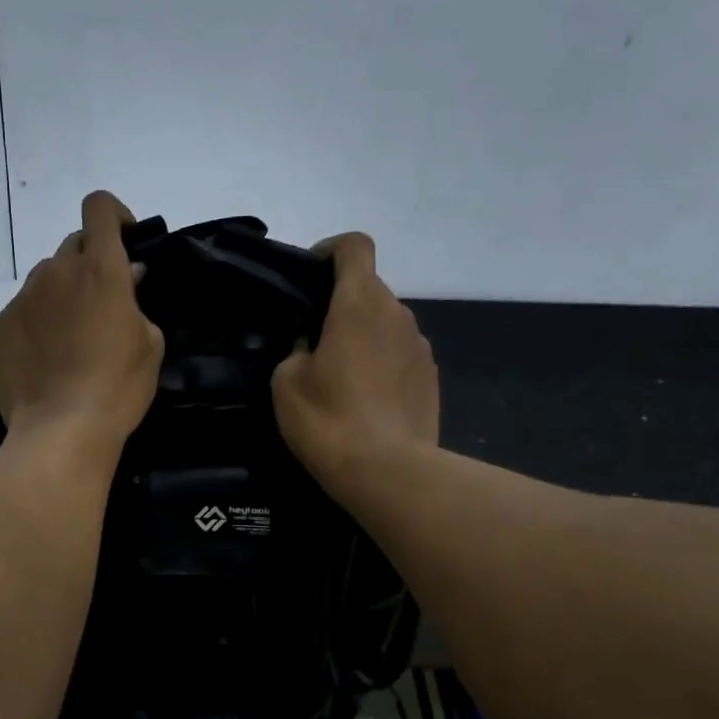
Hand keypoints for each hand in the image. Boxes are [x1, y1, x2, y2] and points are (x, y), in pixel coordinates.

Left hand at [0, 190, 164, 466]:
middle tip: (103, 303)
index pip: (100, 207)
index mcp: (99, 269)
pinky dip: (39, 319)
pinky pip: (25, 308)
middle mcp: (56, 271)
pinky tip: (47, 355)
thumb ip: (138, 303)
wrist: (60, 431)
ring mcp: (24, 298)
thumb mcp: (150, 345)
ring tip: (72, 335)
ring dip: (63, 292)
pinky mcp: (2, 325)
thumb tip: (128, 280)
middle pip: (73, 245)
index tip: (125, 243)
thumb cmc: (117, 388)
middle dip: (90, 263)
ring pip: (47, 278)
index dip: (114, 215)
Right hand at [273, 232, 440, 498]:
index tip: (310, 275)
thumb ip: (296, 349)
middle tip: (313, 342)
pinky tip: (365, 402)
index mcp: (359, 304)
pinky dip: (382, 365)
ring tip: (340, 379)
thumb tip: (312, 345)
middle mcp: (397, 313)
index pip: (354, 247)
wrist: (387, 471)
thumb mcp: (286, 382)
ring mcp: (420, 346)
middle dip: (340, 306)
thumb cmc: (328, 419)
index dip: (330, 250)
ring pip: (386, 325)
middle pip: (369, 289)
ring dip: (363, 337)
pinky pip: (400, 356)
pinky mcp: (431, 378)